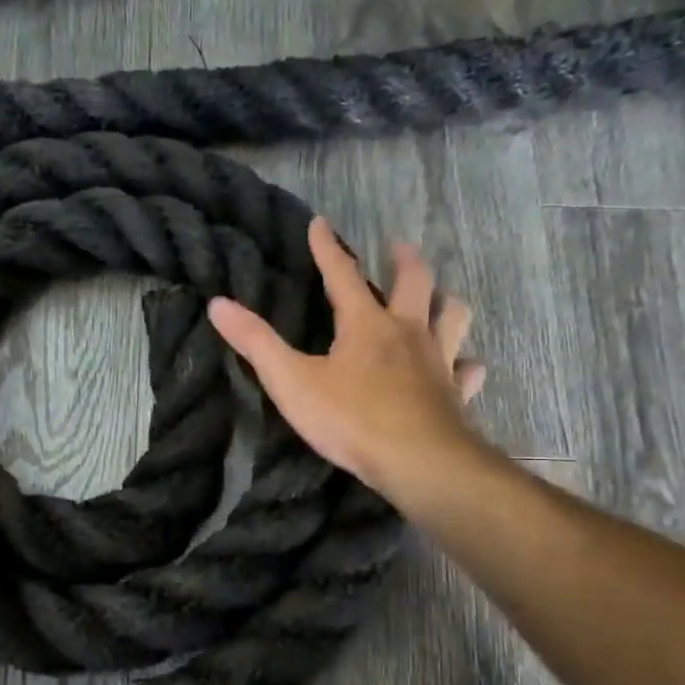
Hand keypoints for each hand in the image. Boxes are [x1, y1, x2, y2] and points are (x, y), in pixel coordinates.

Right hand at [208, 218, 489, 506]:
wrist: (418, 462)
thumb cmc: (351, 420)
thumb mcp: (291, 382)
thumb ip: (256, 343)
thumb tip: (218, 304)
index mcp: (366, 324)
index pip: (343, 275)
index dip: (328, 248)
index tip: (320, 223)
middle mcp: (407, 332)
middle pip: (414, 282)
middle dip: (403, 260)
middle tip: (396, 246)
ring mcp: (438, 362)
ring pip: (452, 317)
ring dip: (444, 301)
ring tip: (438, 297)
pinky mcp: (455, 394)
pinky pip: (467, 371)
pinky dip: (465, 364)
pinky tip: (464, 367)